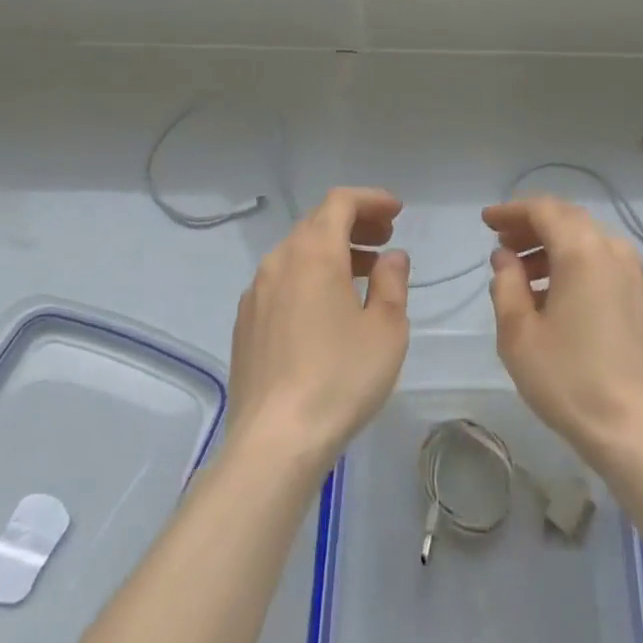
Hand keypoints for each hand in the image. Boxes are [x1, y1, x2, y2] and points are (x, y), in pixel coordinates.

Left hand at [226, 187, 410, 474]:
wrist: (274, 442)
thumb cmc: (340, 378)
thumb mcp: (386, 328)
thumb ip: (391, 282)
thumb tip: (390, 258)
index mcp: (314, 252)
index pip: (340, 202)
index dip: (371, 199)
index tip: (397, 212)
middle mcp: (279, 260)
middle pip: (317, 222)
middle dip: (355, 223)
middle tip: (386, 239)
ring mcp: (256, 292)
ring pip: (298, 252)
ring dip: (333, 251)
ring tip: (363, 273)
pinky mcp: (245, 323)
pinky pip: (282, 280)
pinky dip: (310, 276)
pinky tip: (327, 308)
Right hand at [485, 197, 642, 466]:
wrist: (639, 431)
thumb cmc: (571, 380)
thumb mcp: (519, 334)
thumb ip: (506, 285)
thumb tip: (506, 257)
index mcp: (583, 250)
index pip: (543, 210)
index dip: (512, 211)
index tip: (487, 221)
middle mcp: (614, 250)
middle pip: (568, 220)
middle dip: (532, 226)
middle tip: (502, 243)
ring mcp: (636, 274)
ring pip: (588, 241)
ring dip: (554, 247)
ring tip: (523, 274)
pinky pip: (605, 263)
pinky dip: (577, 265)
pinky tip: (558, 296)